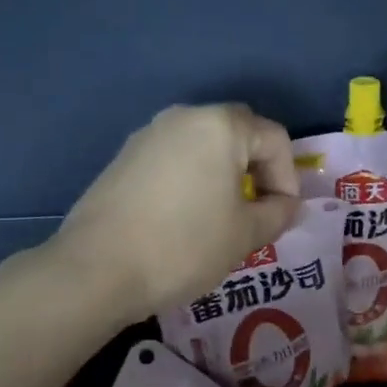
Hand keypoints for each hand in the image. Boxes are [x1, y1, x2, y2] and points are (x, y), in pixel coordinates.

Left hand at [56, 104, 300, 319]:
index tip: (282, 216)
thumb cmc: (184, 246)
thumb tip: (287, 205)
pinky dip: (190, 181)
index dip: (288, 178)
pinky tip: (183, 219)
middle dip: (257, 171)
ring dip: (222, 176)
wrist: (98, 268)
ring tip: (221, 219)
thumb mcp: (245, 235)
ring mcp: (148, 135)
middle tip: (256, 213)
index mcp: (220, 126)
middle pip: (238, 134)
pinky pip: (173, 160)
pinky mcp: (123, 158)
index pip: (274, 139)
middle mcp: (183, 117)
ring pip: (202, 147)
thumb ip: (278, 214)